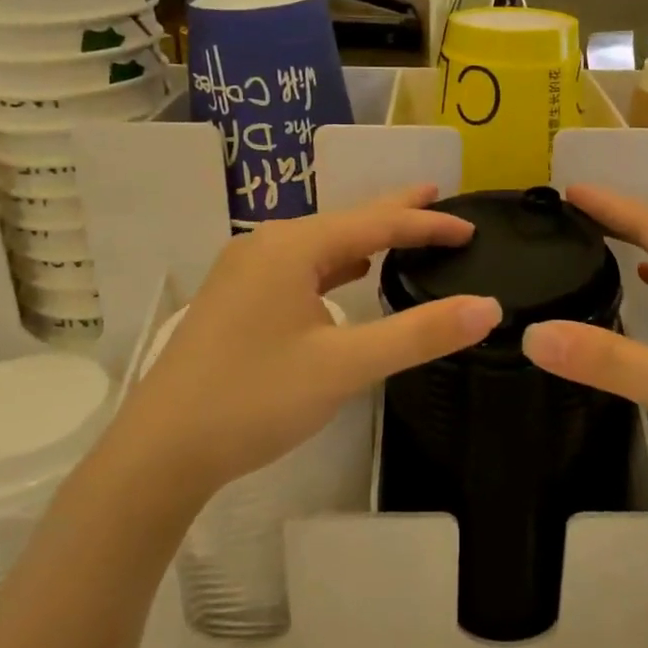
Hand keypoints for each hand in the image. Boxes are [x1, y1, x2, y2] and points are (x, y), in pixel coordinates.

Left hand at [123, 186, 500, 502]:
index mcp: (291, 247)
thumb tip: (487, 307)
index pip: (376, 222)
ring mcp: (244, 270)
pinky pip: (298, 267)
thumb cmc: (254, 399)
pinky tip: (347, 276)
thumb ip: (418, 334)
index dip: (427, 224)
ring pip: (319, 244)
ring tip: (400, 234)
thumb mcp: (345, 366)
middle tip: (438, 197)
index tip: (471, 229)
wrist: (160, 450)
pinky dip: (333, 265)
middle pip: (345, 220)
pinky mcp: (236, 298)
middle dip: (394, 212)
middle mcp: (265, 245)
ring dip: (363, 238)